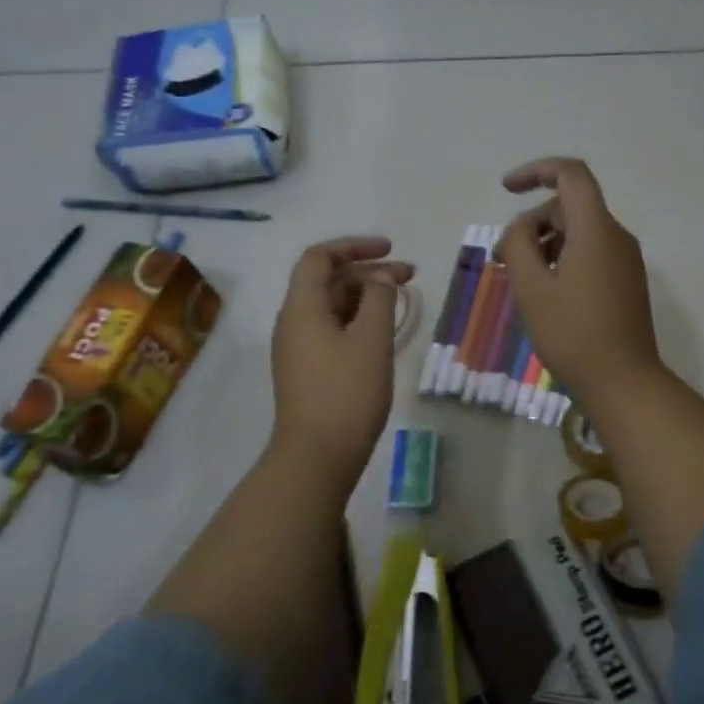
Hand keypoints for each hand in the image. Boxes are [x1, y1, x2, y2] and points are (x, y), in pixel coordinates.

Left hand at [269, 236, 412, 487]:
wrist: (317, 457)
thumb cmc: (346, 393)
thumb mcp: (371, 340)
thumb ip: (379, 299)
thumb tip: (381, 277)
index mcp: (302, 307)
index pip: (320, 258)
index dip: (354, 246)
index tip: (390, 249)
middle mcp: (294, 322)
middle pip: (327, 280)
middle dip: (368, 271)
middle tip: (409, 276)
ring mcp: (298, 348)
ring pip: (332, 306)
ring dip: (365, 296)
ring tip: (401, 300)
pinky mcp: (308, 370)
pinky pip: (332, 329)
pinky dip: (358, 320)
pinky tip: (383, 331)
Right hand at [497, 157, 661, 402]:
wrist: (623, 382)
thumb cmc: (572, 334)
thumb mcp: (532, 288)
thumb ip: (519, 244)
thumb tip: (521, 228)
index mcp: (596, 230)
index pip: (571, 175)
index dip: (536, 171)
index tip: (506, 189)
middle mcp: (616, 236)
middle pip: (570, 207)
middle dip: (532, 222)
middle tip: (502, 258)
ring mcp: (625, 260)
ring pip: (579, 232)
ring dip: (545, 244)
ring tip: (519, 278)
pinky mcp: (626, 282)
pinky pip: (591, 253)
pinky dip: (563, 259)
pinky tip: (545, 291)